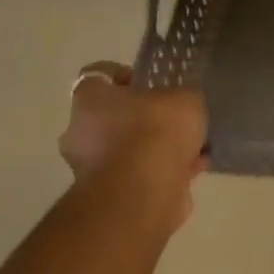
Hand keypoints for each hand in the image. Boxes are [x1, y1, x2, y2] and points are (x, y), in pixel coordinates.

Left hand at [60, 62, 208, 226]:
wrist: (144, 192)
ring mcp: (91, 168)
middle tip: (174, 119)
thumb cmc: (157, 131)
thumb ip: (182, 99)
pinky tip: (192, 170)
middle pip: (112, 116)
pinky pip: (139, 176)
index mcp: (90, 100)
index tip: (150, 83)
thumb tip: (182, 106)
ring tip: (192, 148)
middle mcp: (81, 132)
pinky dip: (162, 173)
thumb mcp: (186, 99)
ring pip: (128, 150)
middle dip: (143, 118)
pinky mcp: (110, 197)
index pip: (98, 76)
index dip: (125, 76)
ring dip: (155, 149)